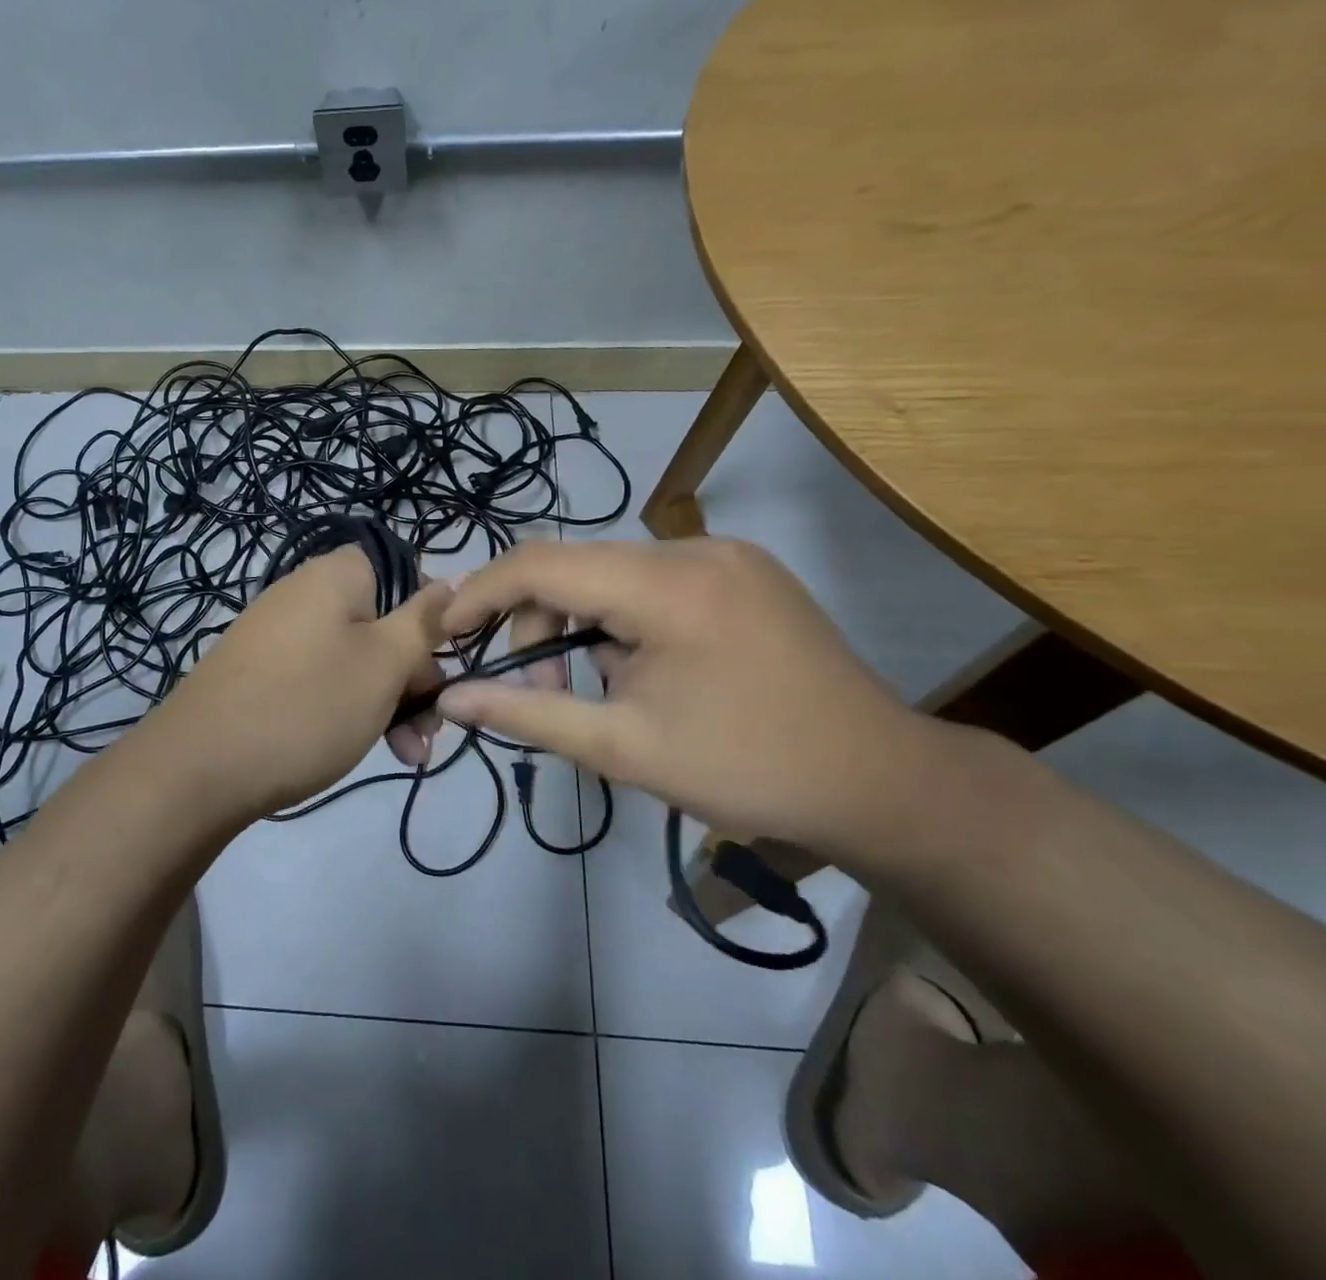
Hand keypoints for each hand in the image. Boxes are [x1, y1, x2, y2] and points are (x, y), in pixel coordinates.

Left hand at [137, 546, 448, 819]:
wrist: (197, 768)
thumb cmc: (308, 705)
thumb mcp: (384, 663)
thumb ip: (424, 620)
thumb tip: (455, 578)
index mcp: (337, 575)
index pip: (406, 574)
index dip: (432, 619)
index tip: (444, 666)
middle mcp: (306, 594)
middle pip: (383, 623)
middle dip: (415, 678)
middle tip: (432, 729)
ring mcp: (280, 634)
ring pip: (356, 659)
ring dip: (389, 702)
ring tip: (408, 755)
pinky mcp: (262, 672)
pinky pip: (322, 679)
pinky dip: (348, 709)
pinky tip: (366, 748)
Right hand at [436, 538, 966, 862]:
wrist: (880, 781)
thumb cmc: (747, 770)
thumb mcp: (624, 749)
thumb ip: (528, 713)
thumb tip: (451, 698)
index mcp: (668, 586)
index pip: (542, 563)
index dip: (482, 593)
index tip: (448, 632)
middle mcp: (695, 548)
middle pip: (576, 566)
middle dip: (539, 623)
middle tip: (545, 692)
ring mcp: (726, 554)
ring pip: (612, 572)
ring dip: (583, 623)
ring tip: (603, 690)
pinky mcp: (744, 570)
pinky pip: (652, 580)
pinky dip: (623, 618)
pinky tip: (642, 669)